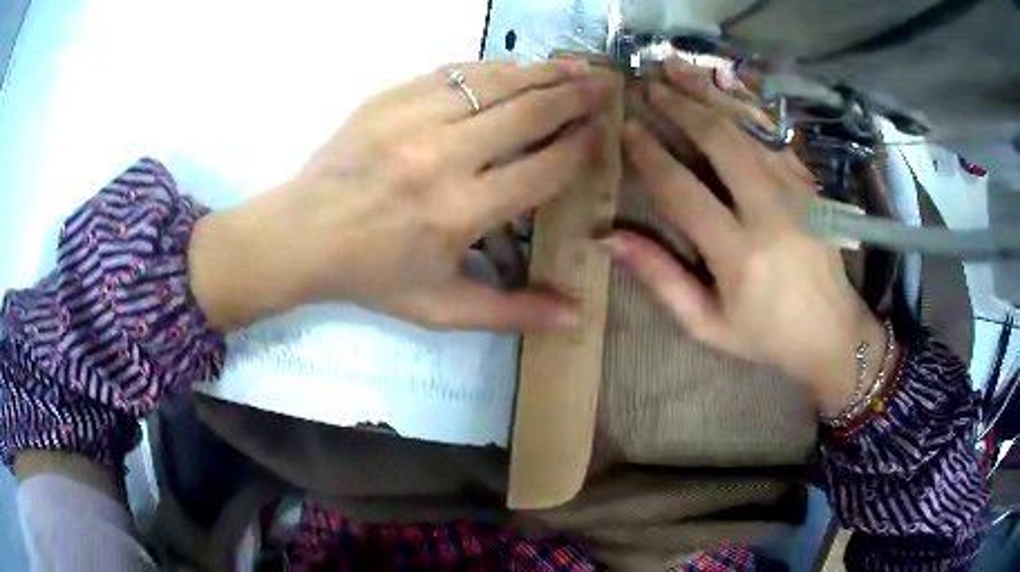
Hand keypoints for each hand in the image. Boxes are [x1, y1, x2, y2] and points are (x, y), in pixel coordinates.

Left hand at [190, 60, 611, 332]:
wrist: (300, 235)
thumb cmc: (372, 276)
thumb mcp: (441, 308)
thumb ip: (512, 312)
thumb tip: (576, 316)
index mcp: (460, 212)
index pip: (543, 168)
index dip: (581, 147)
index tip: (602, 132)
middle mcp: (442, 157)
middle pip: (527, 113)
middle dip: (574, 97)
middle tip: (603, 87)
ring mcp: (412, 119)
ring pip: (495, 82)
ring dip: (541, 72)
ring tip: (575, 67)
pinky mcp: (388, 99)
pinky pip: (453, 72)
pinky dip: (492, 68)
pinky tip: (514, 68)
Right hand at [603, 55, 885, 414]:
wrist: (832, 330)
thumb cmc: (766, 335)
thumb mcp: (708, 324)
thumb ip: (661, 279)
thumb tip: (610, 237)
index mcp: (739, 254)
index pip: (683, 190)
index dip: (650, 154)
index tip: (626, 128)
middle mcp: (770, 212)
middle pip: (719, 142)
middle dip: (679, 106)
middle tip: (647, 85)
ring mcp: (796, 192)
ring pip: (747, 127)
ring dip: (708, 93)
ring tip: (676, 67)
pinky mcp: (809, 184)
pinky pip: (775, 133)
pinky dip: (747, 103)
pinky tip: (725, 83)